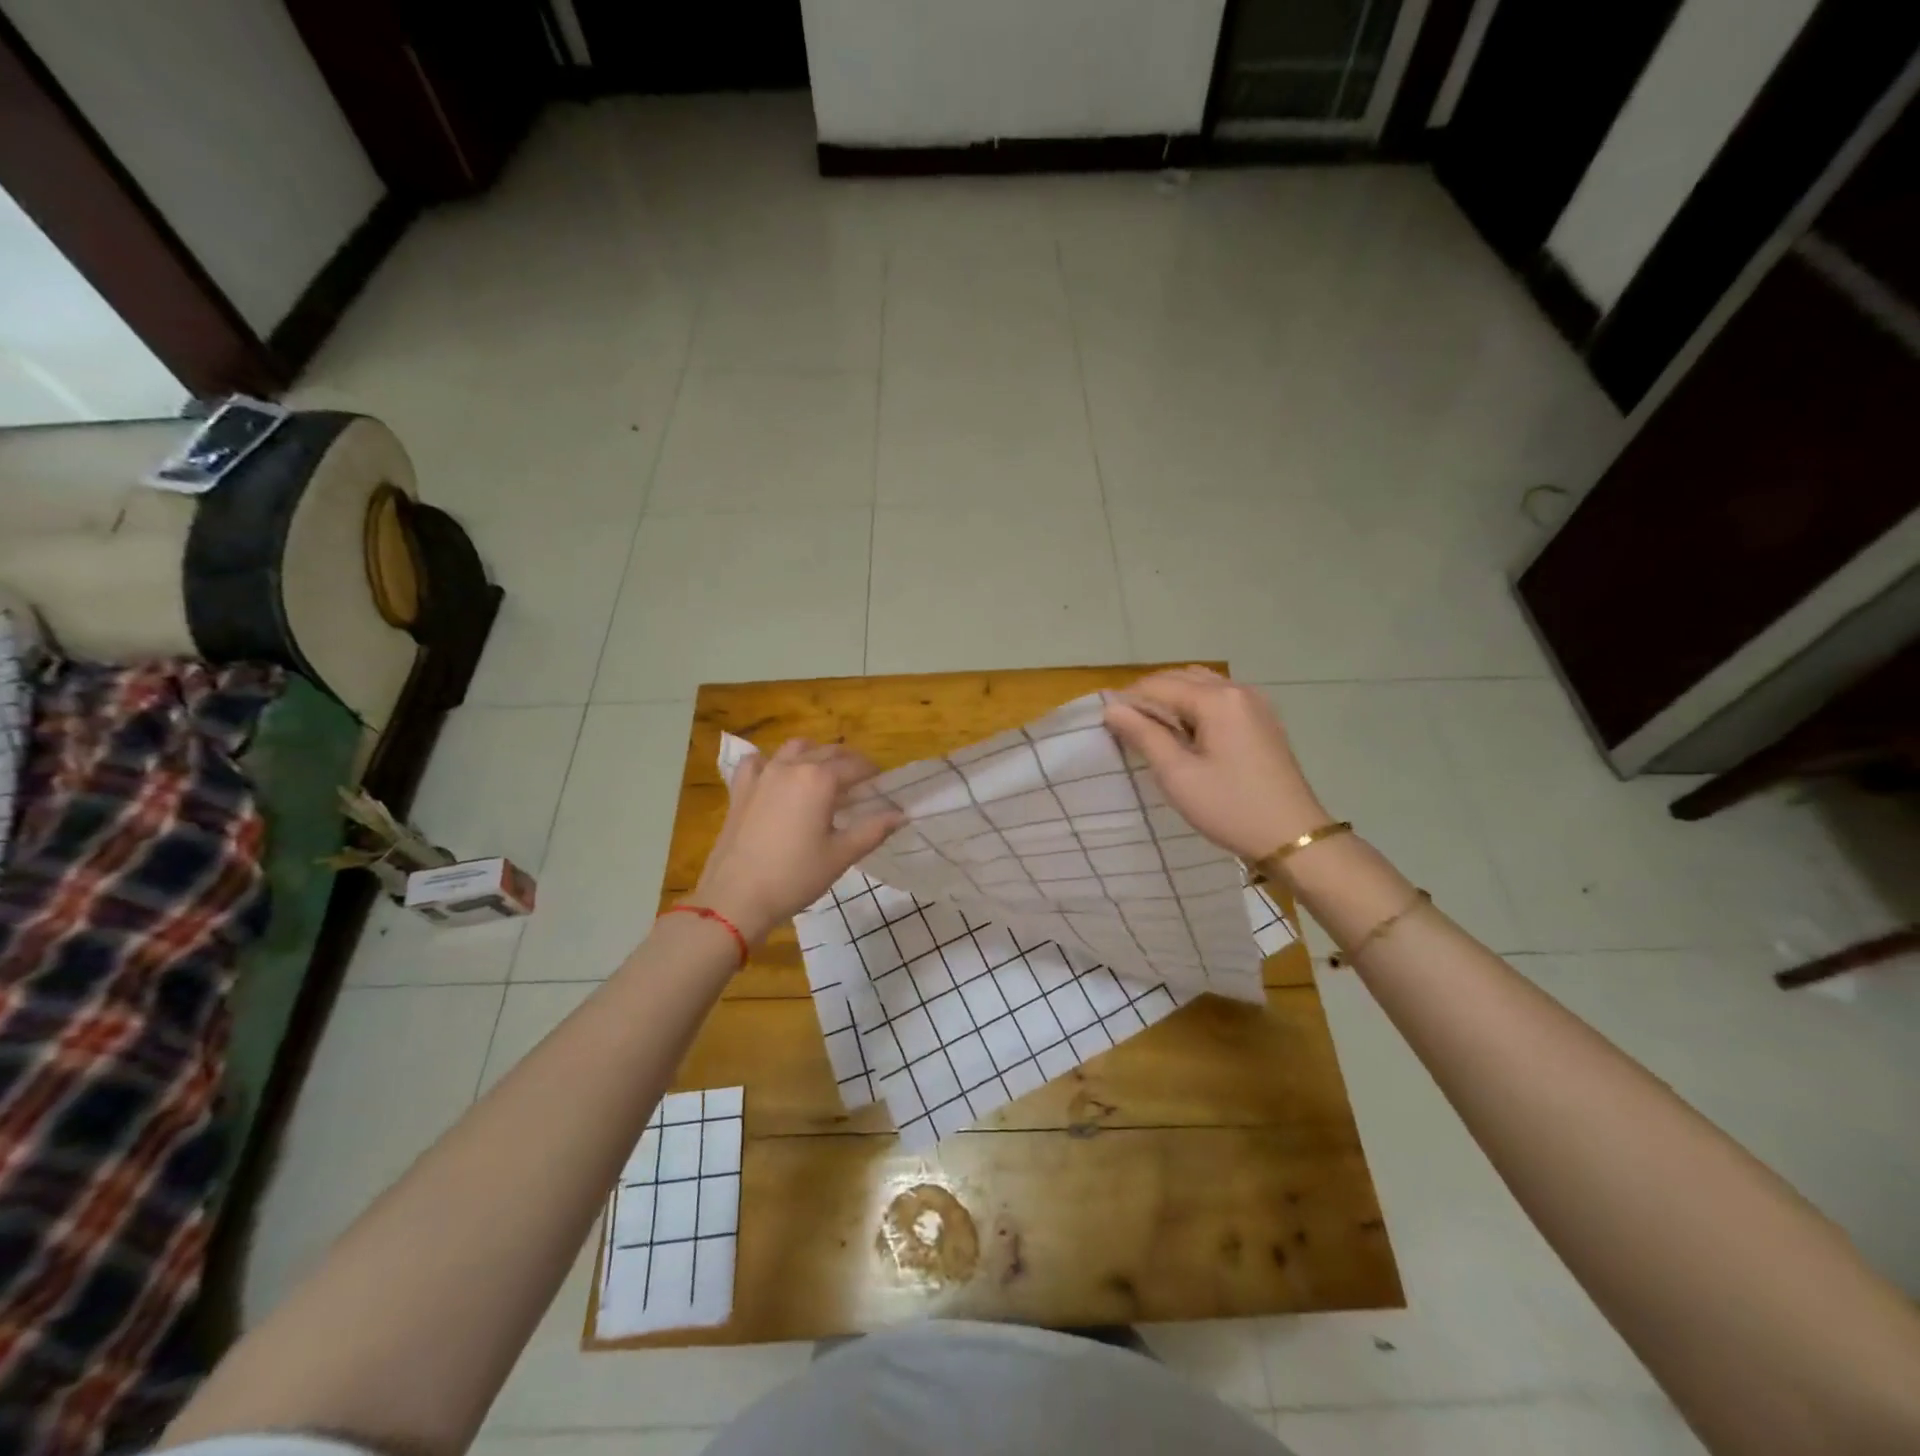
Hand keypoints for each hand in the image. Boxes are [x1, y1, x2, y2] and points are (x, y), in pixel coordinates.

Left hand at [688, 740, 904, 945]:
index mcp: (820, 779)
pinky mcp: (741, 788)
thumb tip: (901, 815)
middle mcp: (792, 766)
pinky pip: (758, 761)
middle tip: (860, 784)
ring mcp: (762, 774)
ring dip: (814, 755)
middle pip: (828, 751)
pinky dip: (772, 762)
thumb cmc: (795, 876)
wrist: (736, 897)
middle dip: (848, 762)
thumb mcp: (841, 855)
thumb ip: (873, 830)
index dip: (873, 773)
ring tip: (823, 776)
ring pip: (794, 749)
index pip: (856, 765)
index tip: (882, 786)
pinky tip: (776, 777)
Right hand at [1104, 667, 1328, 860]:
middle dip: (1149, 695)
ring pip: (1201, 684)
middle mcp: (1237, 690)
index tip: (1105, 723)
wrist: (1293, 837)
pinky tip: (1186, 732)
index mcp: (1217, 699)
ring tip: (1153, 729)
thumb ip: (1143, 735)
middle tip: (1126, 727)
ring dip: (1172, 697)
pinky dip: (1196, 704)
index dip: (1128, 699)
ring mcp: (1255, 703)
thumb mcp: (1177, 775)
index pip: (1158, 685)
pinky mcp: (1263, 719)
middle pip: (1181, 677)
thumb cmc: (1229, 807)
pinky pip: (1220, 697)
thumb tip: (1112, 709)